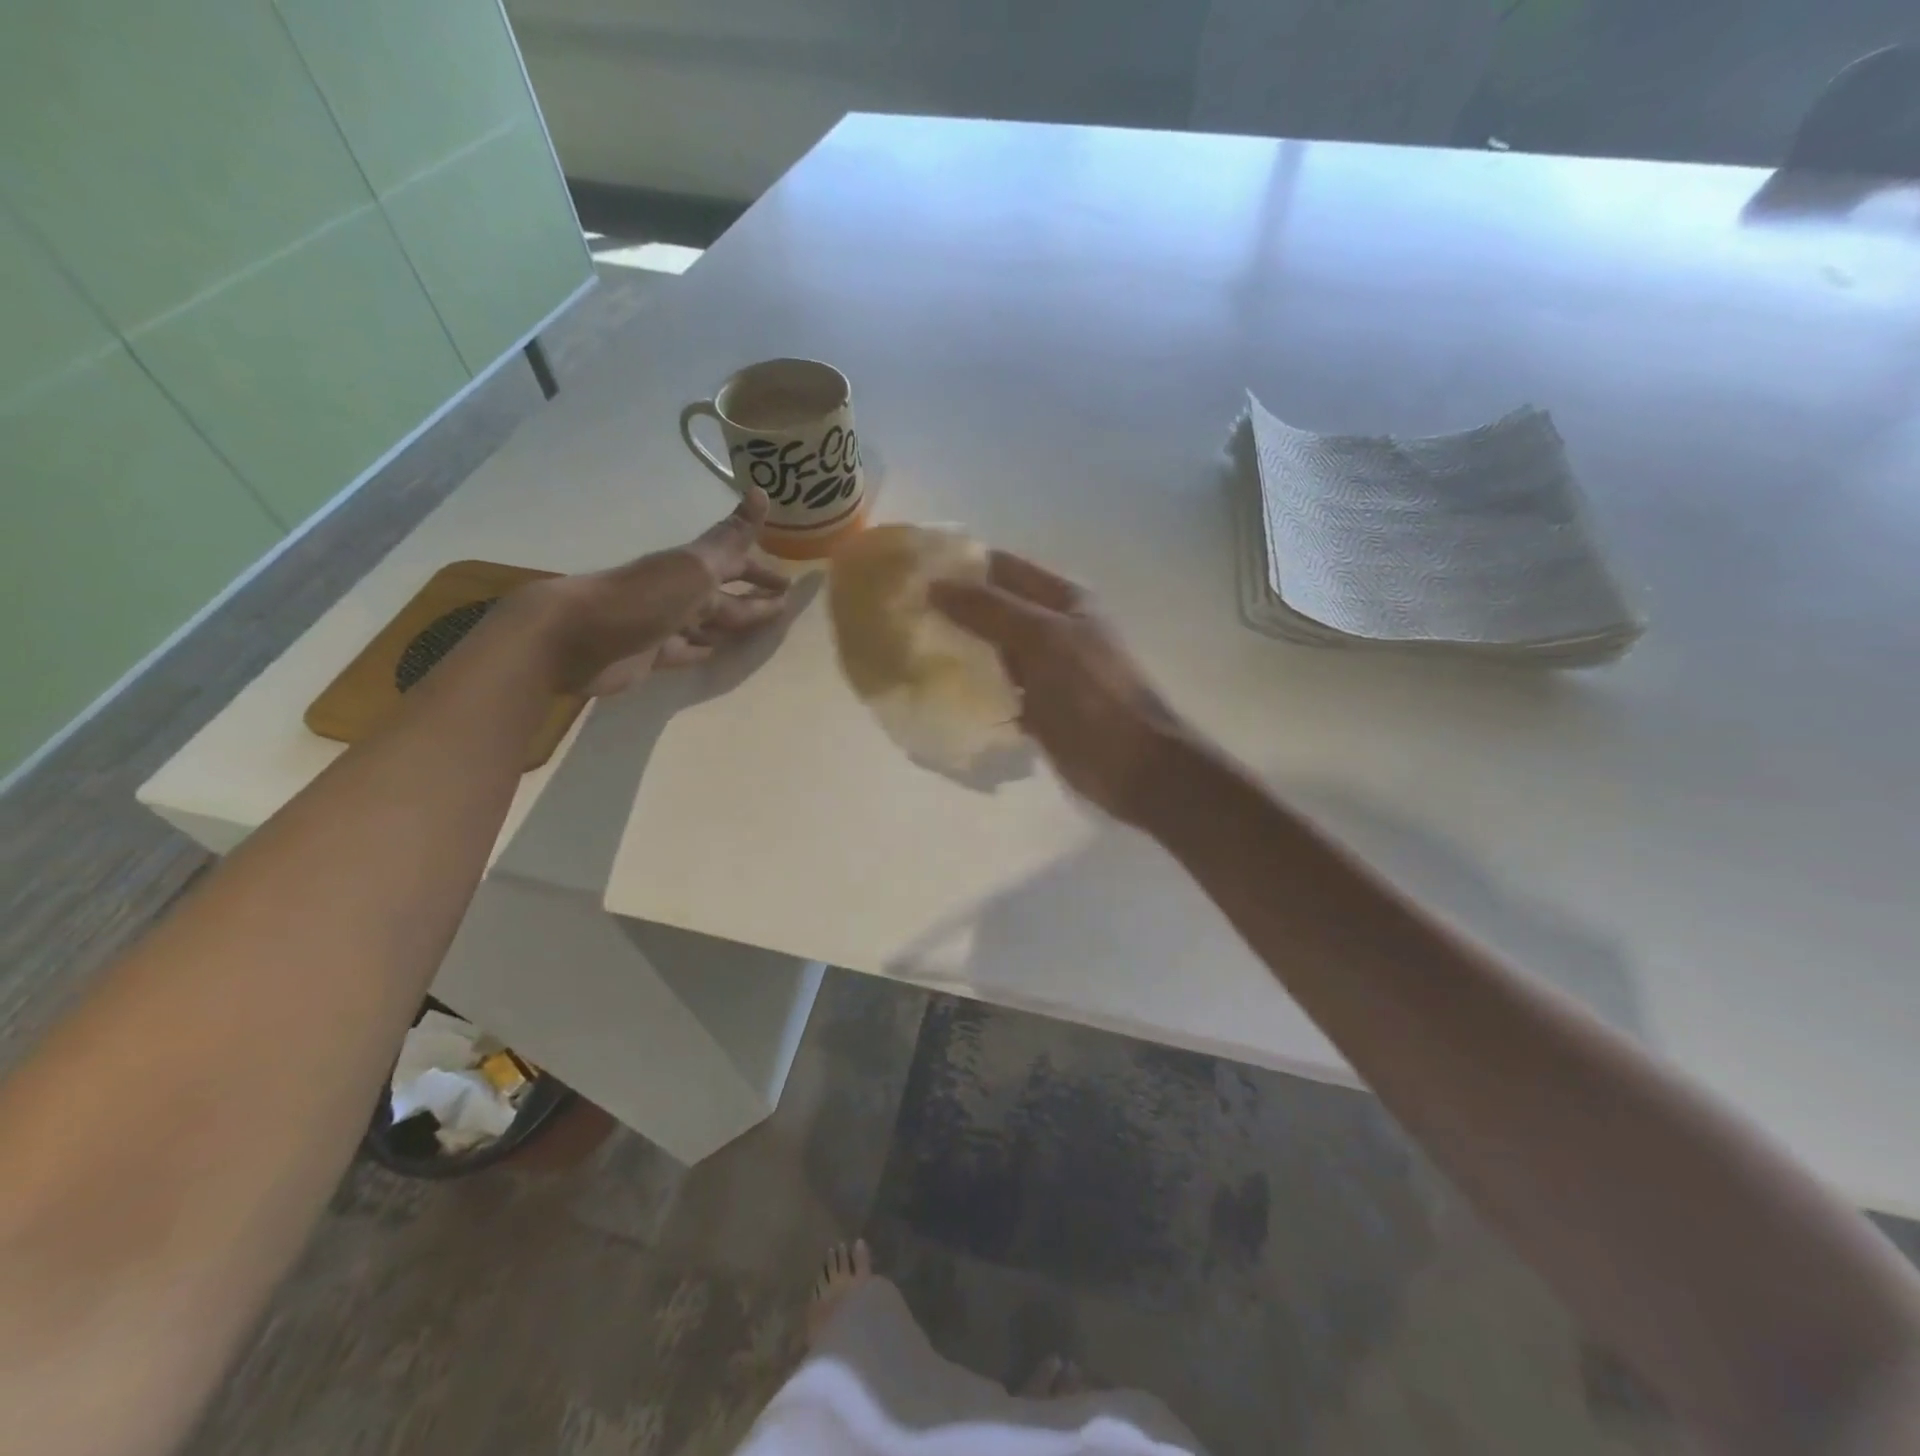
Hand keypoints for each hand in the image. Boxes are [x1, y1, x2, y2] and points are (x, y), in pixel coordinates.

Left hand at [518, 487, 790, 695]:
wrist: (573, 638)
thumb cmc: (641, 600)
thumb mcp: (693, 567)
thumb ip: (730, 538)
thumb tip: (762, 491)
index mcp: (691, 569)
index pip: (735, 563)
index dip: (761, 570)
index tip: (789, 581)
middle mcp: (679, 592)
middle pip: (725, 596)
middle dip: (753, 597)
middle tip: (784, 606)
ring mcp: (664, 624)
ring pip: (708, 623)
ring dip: (731, 625)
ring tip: (758, 631)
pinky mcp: (651, 654)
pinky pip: (686, 650)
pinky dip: (703, 649)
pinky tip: (716, 652)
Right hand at [930, 552, 1186, 823]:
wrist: (1130, 764)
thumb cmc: (1091, 691)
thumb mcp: (1042, 638)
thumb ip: (989, 609)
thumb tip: (934, 585)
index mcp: (1062, 599)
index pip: (1003, 568)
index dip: (962, 566)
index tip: (913, 573)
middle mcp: (1052, 628)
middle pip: (994, 609)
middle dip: (952, 610)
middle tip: (901, 616)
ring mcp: (1045, 670)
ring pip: (992, 650)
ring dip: (958, 650)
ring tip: (908, 649)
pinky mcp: (1037, 707)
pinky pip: (997, 688)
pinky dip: (971, 688)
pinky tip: (936, 691)